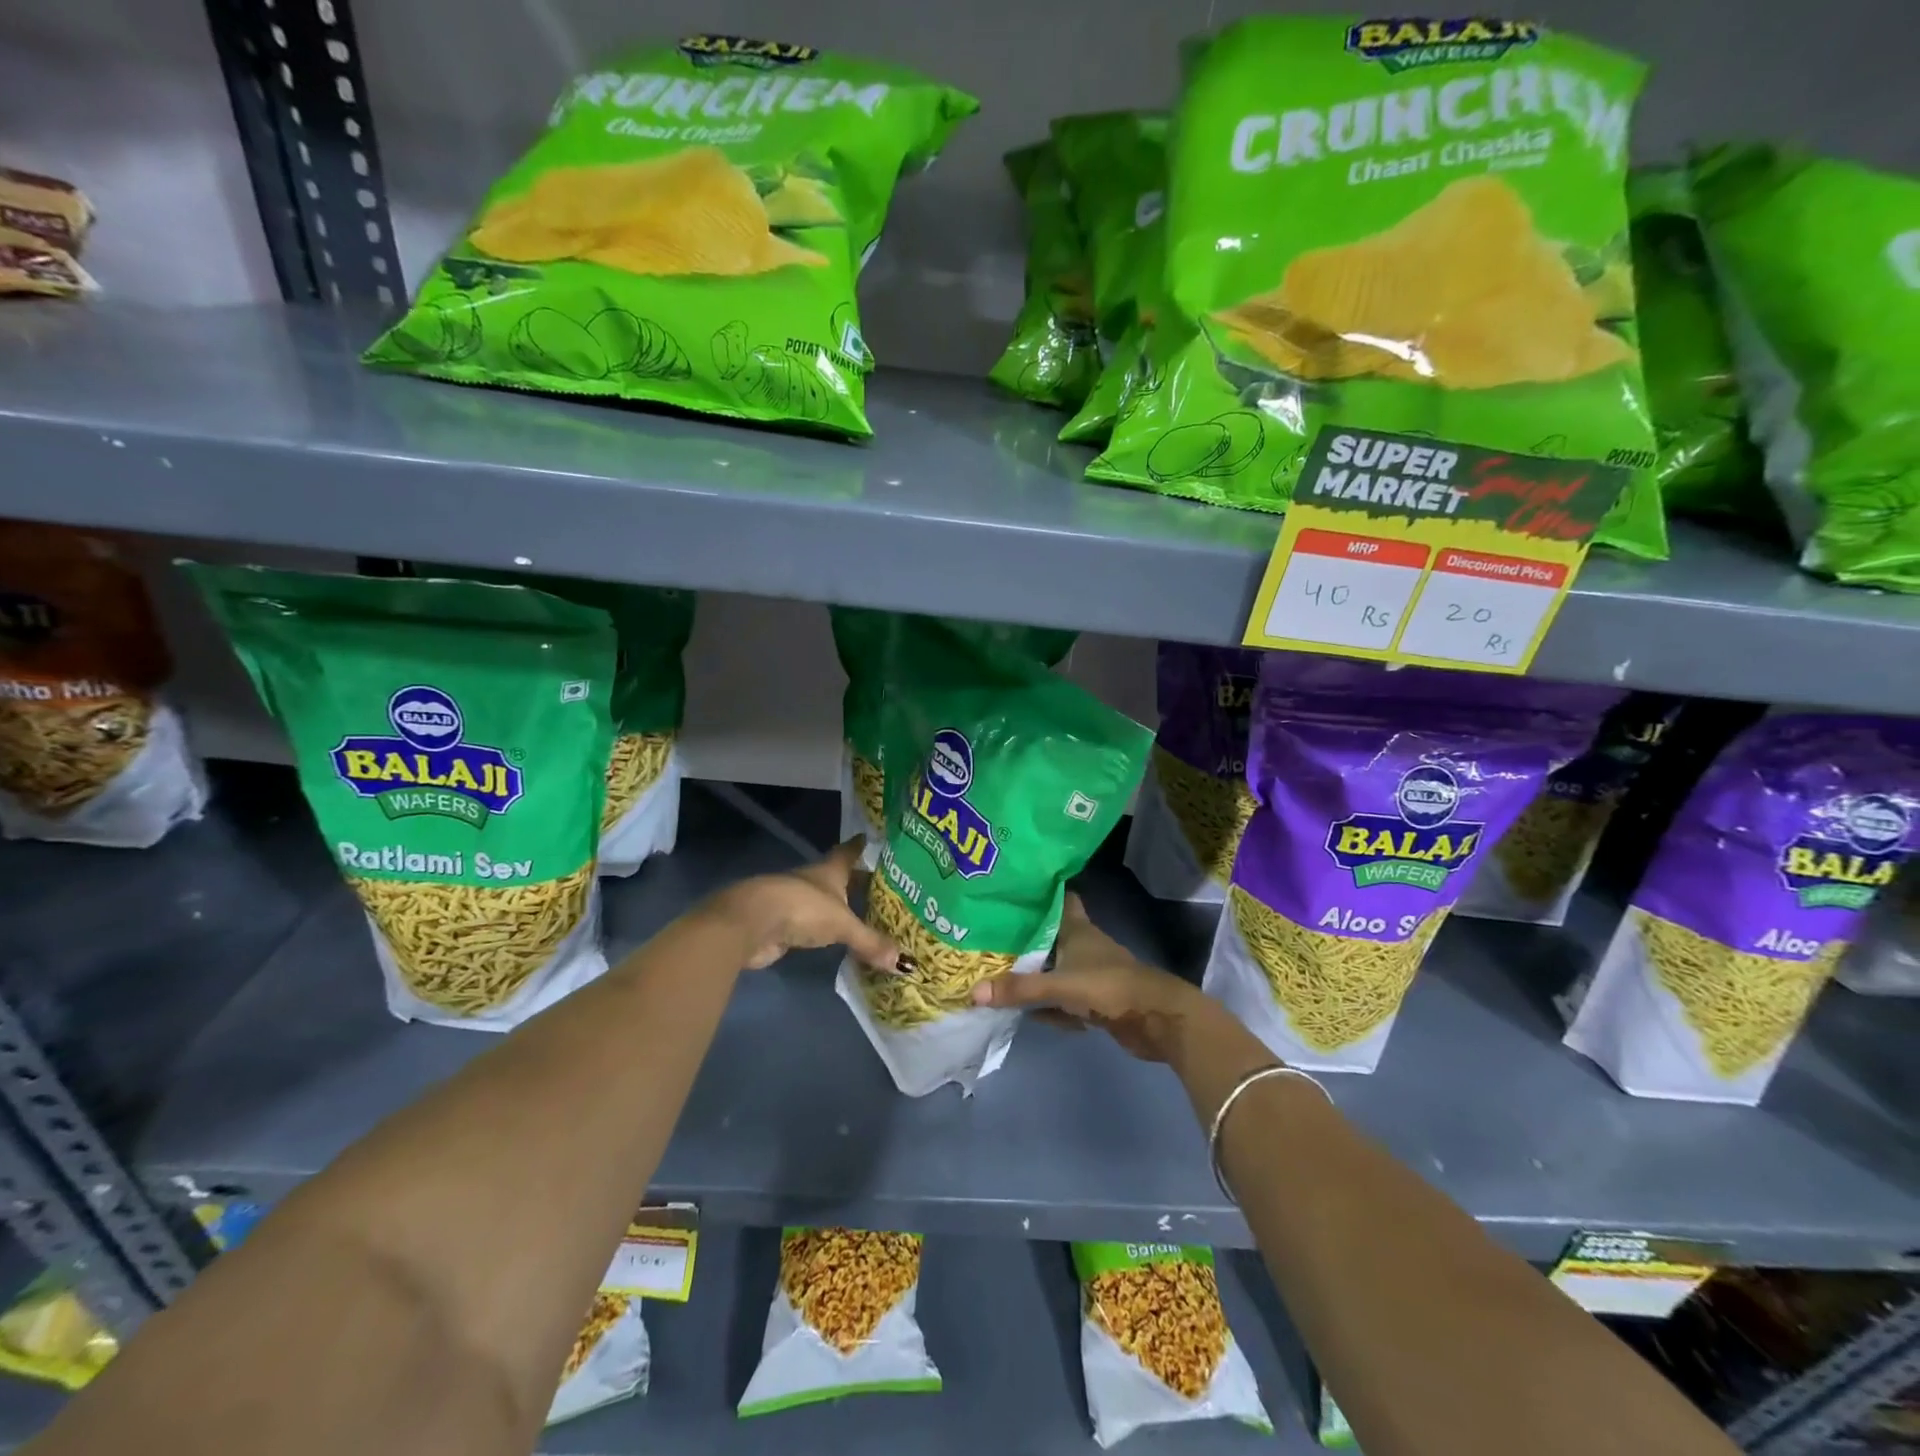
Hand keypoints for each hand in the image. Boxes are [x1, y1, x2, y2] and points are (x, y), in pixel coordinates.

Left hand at [718, 838, 898, 971]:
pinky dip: (826, 930)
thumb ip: (870, 942)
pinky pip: (813, 926)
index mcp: (830, 870)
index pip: (849, 852)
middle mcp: (813, 881)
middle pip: (839, 877)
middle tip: (885, 886)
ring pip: (825, 901)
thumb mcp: (842, 924)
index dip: (861, 846)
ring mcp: (796, 902)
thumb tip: (905, 962)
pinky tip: (838, 937)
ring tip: (867, 913)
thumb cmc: (802, 908)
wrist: (751, 923)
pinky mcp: (784, 925)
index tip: (874, 839)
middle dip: (858, 881)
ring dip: (841, 906)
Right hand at [968, 892, 1209, 1061]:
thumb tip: (973, 992)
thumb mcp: (1060, 986)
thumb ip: (1020, 989)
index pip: (1057, 899)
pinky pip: (1063, 999)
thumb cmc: (1110, 987)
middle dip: (1025, 939)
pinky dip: (1048, 1005)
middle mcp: (1083, 946)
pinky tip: (1027, 1013)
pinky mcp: (1095, 1000)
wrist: (1157, 1019)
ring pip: (1055, 969)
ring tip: (997, 974)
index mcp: (1077, 929)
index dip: (1037, 894)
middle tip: (988, 937)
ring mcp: (1090, 974)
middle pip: (1050, 936)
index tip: (1010, 891)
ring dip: (1035, 975)